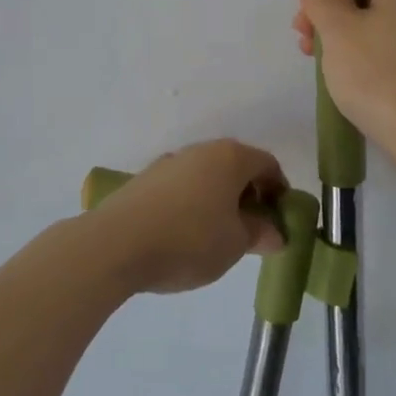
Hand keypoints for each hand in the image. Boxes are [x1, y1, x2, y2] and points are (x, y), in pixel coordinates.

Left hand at [91, 140, 286, 294]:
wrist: (115, 244)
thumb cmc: (189, 240)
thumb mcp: (235, 244)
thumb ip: (260, 234)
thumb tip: (274, 232)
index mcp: (229, 157)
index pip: (267, 164)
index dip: (279, 191)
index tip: (279, 220)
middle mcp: (200, 151)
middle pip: (235, 167)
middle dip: (248, 196)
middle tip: (252, 230)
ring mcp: (168, 163)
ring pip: (206, 177)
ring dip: (219, 200)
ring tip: (217, 236)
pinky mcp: (144, 180)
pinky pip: (181, 187)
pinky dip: (192, 204)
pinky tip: (184, 234)